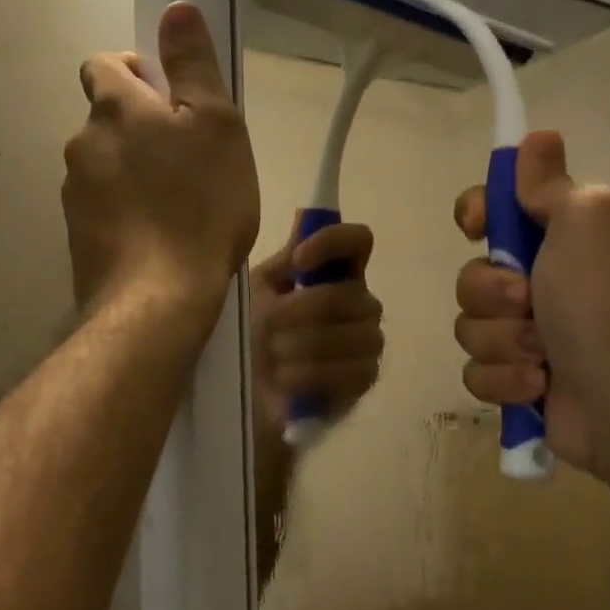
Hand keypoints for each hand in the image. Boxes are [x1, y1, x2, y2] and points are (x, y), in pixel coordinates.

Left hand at [63, 3, 259, 323]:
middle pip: (107, 120)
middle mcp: (83, 143)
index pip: (104, 65)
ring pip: (105, 166)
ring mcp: (75, 193)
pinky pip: (104, 208)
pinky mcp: (78, 236)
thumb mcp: (216, 125)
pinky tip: (158, 237)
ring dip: (134, 172)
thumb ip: (193, 65)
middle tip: (189, 160)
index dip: (135, 72)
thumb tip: (175, 7)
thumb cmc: (201, 204)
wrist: (158, 297)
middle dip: (141, 129)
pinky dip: (126, 212)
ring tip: (178, 205)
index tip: (171, 100)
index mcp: (115, 107)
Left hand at [249, 218, 383, 430]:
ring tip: (272, 358)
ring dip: (304, 346)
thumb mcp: (257, 293)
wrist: (242, 396)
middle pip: (350, 295)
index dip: (333, 243)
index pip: (358, 241)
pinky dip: (312, 375)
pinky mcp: (364, 380)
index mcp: (335, 275)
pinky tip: (285, 382)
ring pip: (356, 334)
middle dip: (302, 311)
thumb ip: (284, 260)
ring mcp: (366, 342)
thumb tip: (305, 214)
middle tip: (267, 328)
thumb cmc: (249, 336)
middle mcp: (359, 303)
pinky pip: (353, 371)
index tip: (298, 261)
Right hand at [452, 130, 609, 475]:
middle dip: (493, 294)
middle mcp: (536, 284)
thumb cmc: (599, 299)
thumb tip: (538, 138)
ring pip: (468, 327)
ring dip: (503, 341)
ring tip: (543, 355)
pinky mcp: (514, 383)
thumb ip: (551, 183)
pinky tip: (538, 386)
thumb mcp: (584, 219)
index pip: (491, 211)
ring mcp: (523, 337)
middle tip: (531, 304)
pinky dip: (504, 380)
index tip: (479, 227)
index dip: (477, 214)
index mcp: (553, 240)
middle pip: (470, 276)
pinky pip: (475, 373)